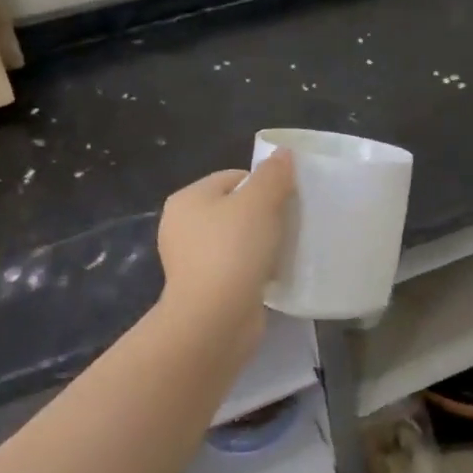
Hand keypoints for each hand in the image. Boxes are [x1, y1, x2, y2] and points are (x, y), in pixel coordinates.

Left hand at [156, 152, 295, 330]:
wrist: (214, 319)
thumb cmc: (233, 250)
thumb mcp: (259, 202)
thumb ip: (273, 175)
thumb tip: (283, 153)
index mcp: (188, 198)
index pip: (233, 177)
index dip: (264, 183)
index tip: (289, 199)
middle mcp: (182, 226)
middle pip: (235, 207)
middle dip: (264, 213)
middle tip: (291, 222)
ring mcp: (190, 260)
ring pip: (236, 239)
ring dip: (261, 242)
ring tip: (286, 248)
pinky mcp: (204, 288)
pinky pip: (236, 266)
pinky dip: (254, 267)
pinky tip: (273, 273)